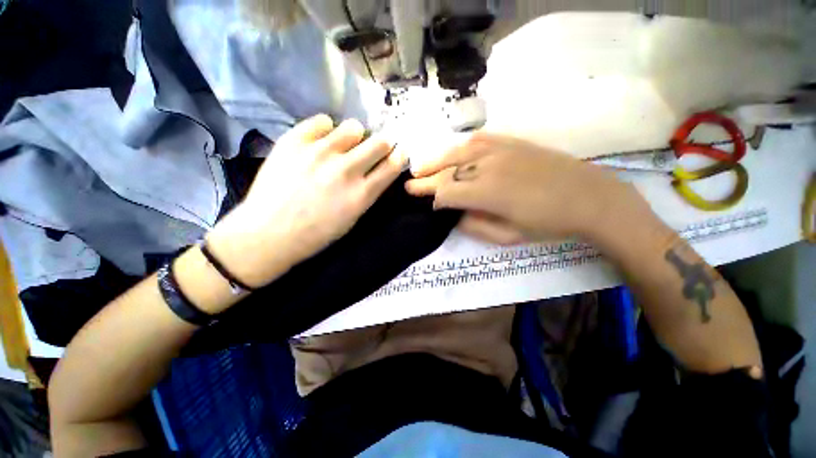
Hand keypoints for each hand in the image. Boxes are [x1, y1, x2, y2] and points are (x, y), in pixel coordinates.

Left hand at [208, 115, 405, 286]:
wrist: (268, 232)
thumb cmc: (316, 233)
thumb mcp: (352, 218)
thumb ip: (369, 192)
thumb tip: (379, 170)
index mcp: (361, 194)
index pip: (393, 165)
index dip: (399, 156)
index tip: (397, 154)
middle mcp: (345, 170)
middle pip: (379, 142)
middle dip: (381, 145)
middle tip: (371, 151)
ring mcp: (319, 152)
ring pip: (353, 127)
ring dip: (355, 136)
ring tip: (344, 146)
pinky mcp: (294, 141)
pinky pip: (323, 121)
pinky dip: (327, 130)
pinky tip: (321, 142)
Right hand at [406, 133, 652, 243]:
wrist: (590, 197)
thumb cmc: (549, 224)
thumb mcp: (509, 237)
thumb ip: (475, 225)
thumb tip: (454, 214)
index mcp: (488, 192)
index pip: (446, 193)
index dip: (433, 200)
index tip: (428, 206)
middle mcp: (488, 166)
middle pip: (447, 171)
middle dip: (425, 179)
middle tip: (409, 184)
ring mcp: (500, 150)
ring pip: (457, 152)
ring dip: (436, 160)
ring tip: (421, 166)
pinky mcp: (511, 142)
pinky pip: (477, 140)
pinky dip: (459, 147)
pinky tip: (451, 152)